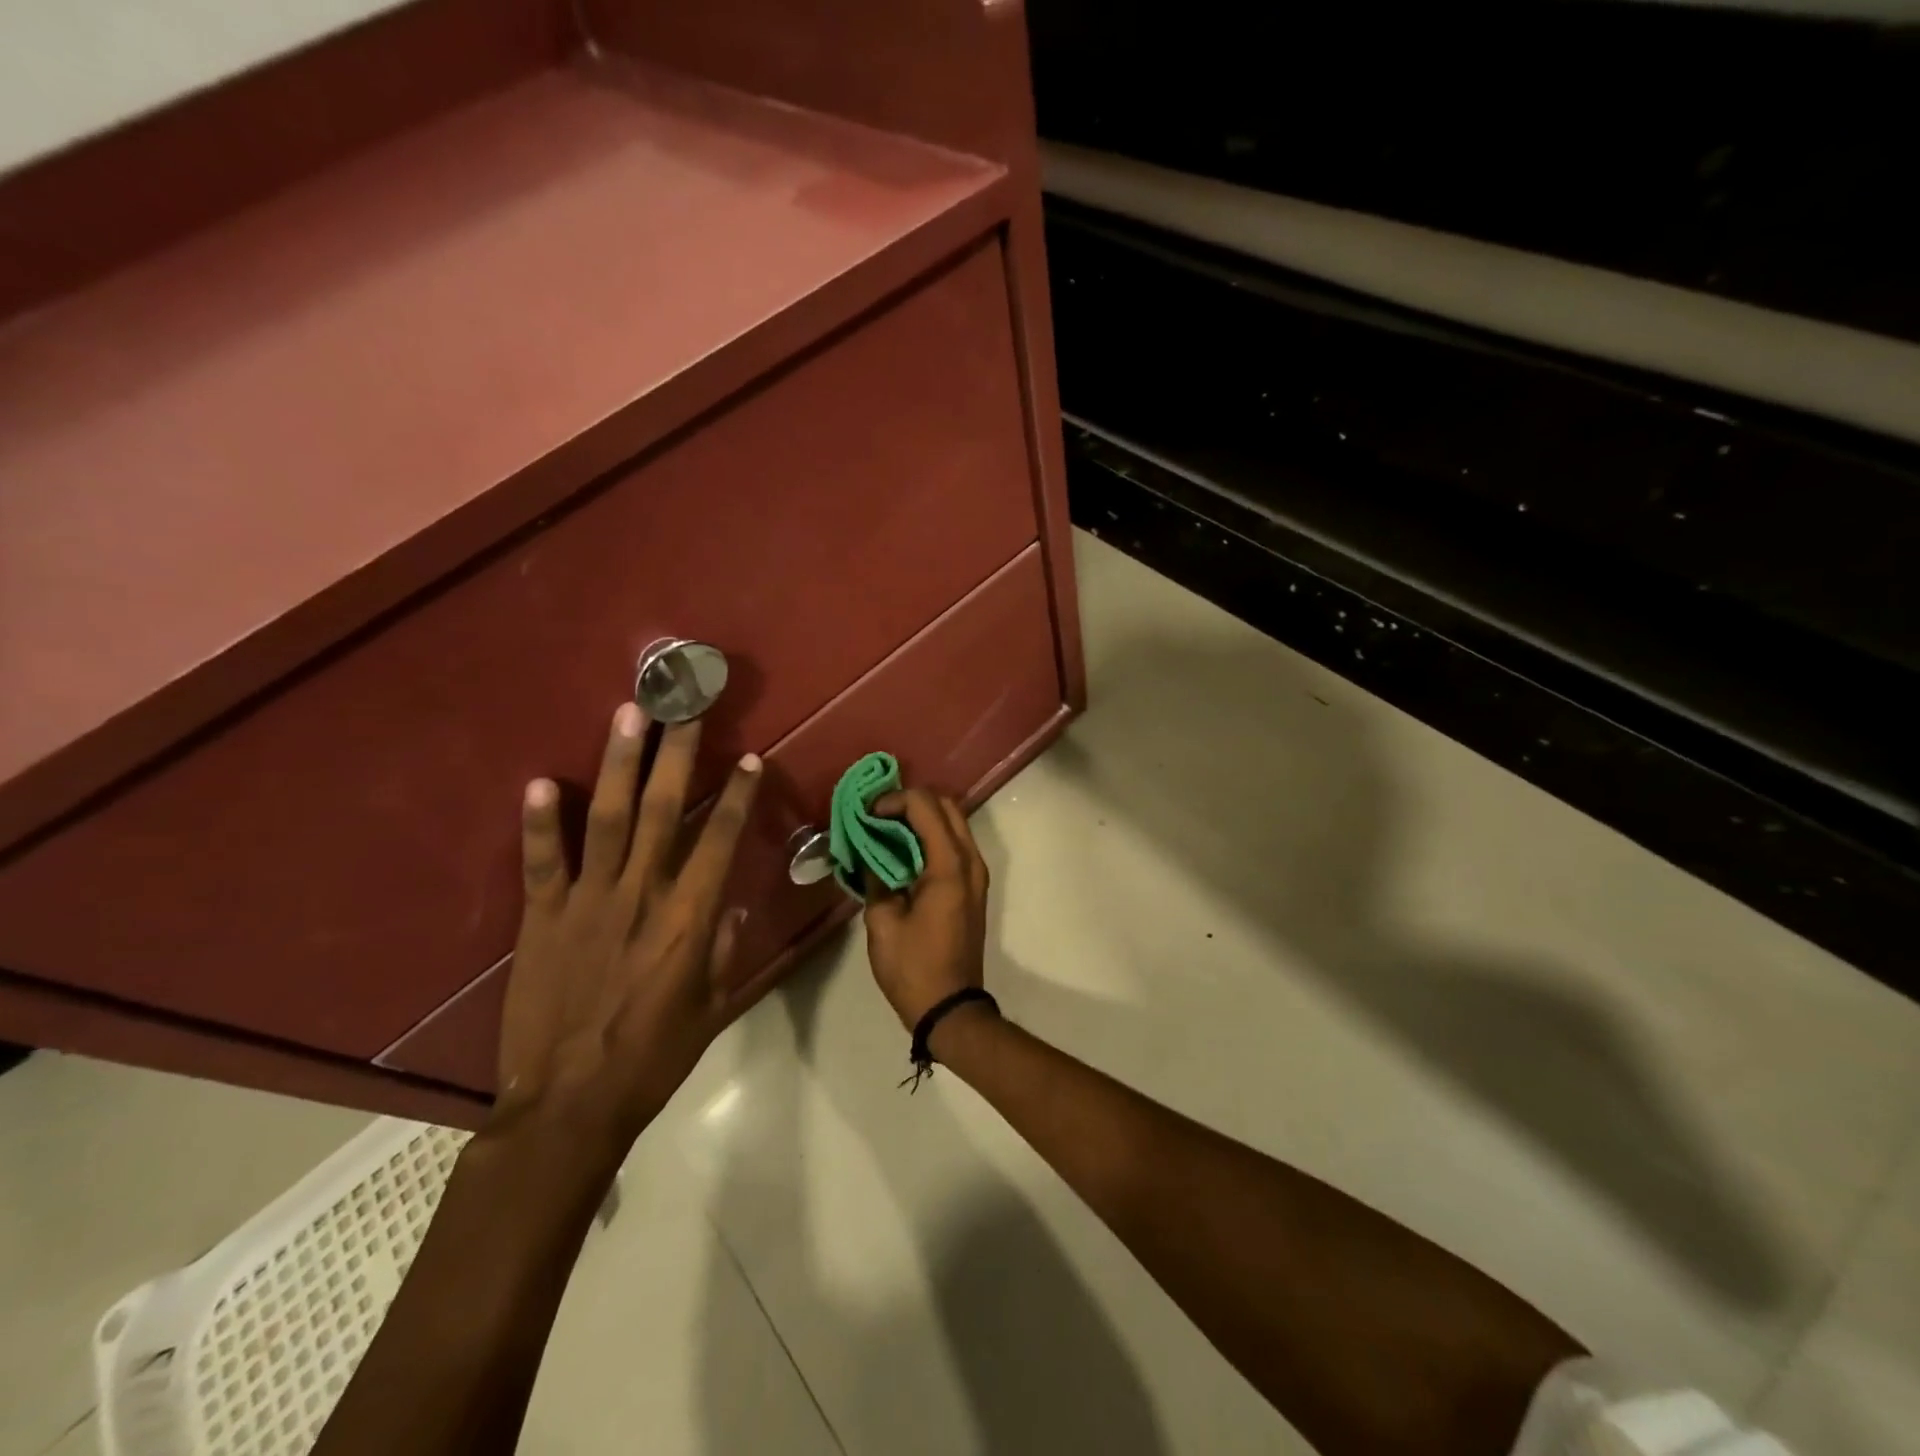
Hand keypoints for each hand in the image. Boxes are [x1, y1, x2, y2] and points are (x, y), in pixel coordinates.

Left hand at [490, 703, 764, 1154]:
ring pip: (609, 819)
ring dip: (619, 763)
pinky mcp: (540, 919)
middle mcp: (641, 895)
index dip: (738, 796)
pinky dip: (541, 823)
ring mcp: (587, 902)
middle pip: (665, 810)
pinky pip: (542, 862)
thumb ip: (724, 950)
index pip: (721, 840)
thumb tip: (729, 903)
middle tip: (685, 706)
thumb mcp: (712, 1008)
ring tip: (627, 714)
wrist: (569, 1105)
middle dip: (678, 753)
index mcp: (689, 919)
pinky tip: (543, 781)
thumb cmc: (653, 1058)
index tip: (749, 758)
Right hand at [862, 789, 990, 1033]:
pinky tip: (902, 851)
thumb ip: (875, 878)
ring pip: (954, 822)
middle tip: (877, 816)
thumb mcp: (882, 922)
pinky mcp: (974, 886)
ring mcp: (977, 873)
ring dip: (922, 818)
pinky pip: (955, 844)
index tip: (866, 815)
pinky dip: (931, 836)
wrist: (951, 1008)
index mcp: (949, 866)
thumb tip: (868, 852)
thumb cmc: (913, 968)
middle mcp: (970, 861)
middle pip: (946, 805)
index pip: (925, 806)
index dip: (893, 800)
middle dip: (910, 802)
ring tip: (886, 830)